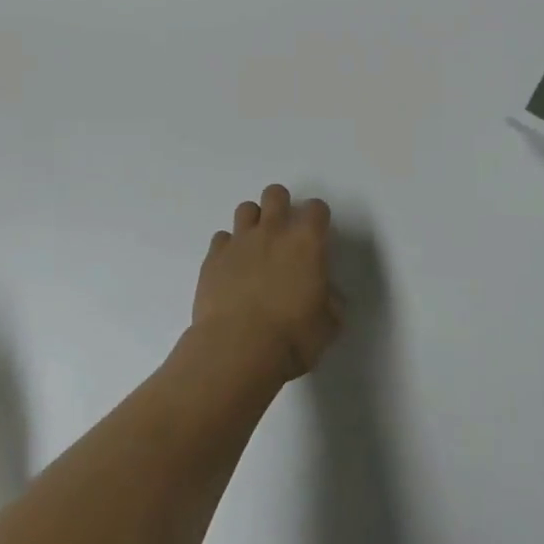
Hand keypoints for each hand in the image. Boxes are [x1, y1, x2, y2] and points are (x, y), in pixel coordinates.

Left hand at [193, 184, 343, 382]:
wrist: (237, 350)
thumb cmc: (292, 338)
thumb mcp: (328, 326)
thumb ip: (331, 302)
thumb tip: (327, 295)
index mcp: (307, 242)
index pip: (317, 208)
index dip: (318, 218)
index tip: (318, 234)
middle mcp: (273, 231)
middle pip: (276, 194)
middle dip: (281, 205)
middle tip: (284, 231)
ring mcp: (240, 241)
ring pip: (246, 208)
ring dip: (254, 222)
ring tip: (256, 246)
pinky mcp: (213, 257)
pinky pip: (221, 238)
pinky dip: (228, 248)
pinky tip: (231, 268)